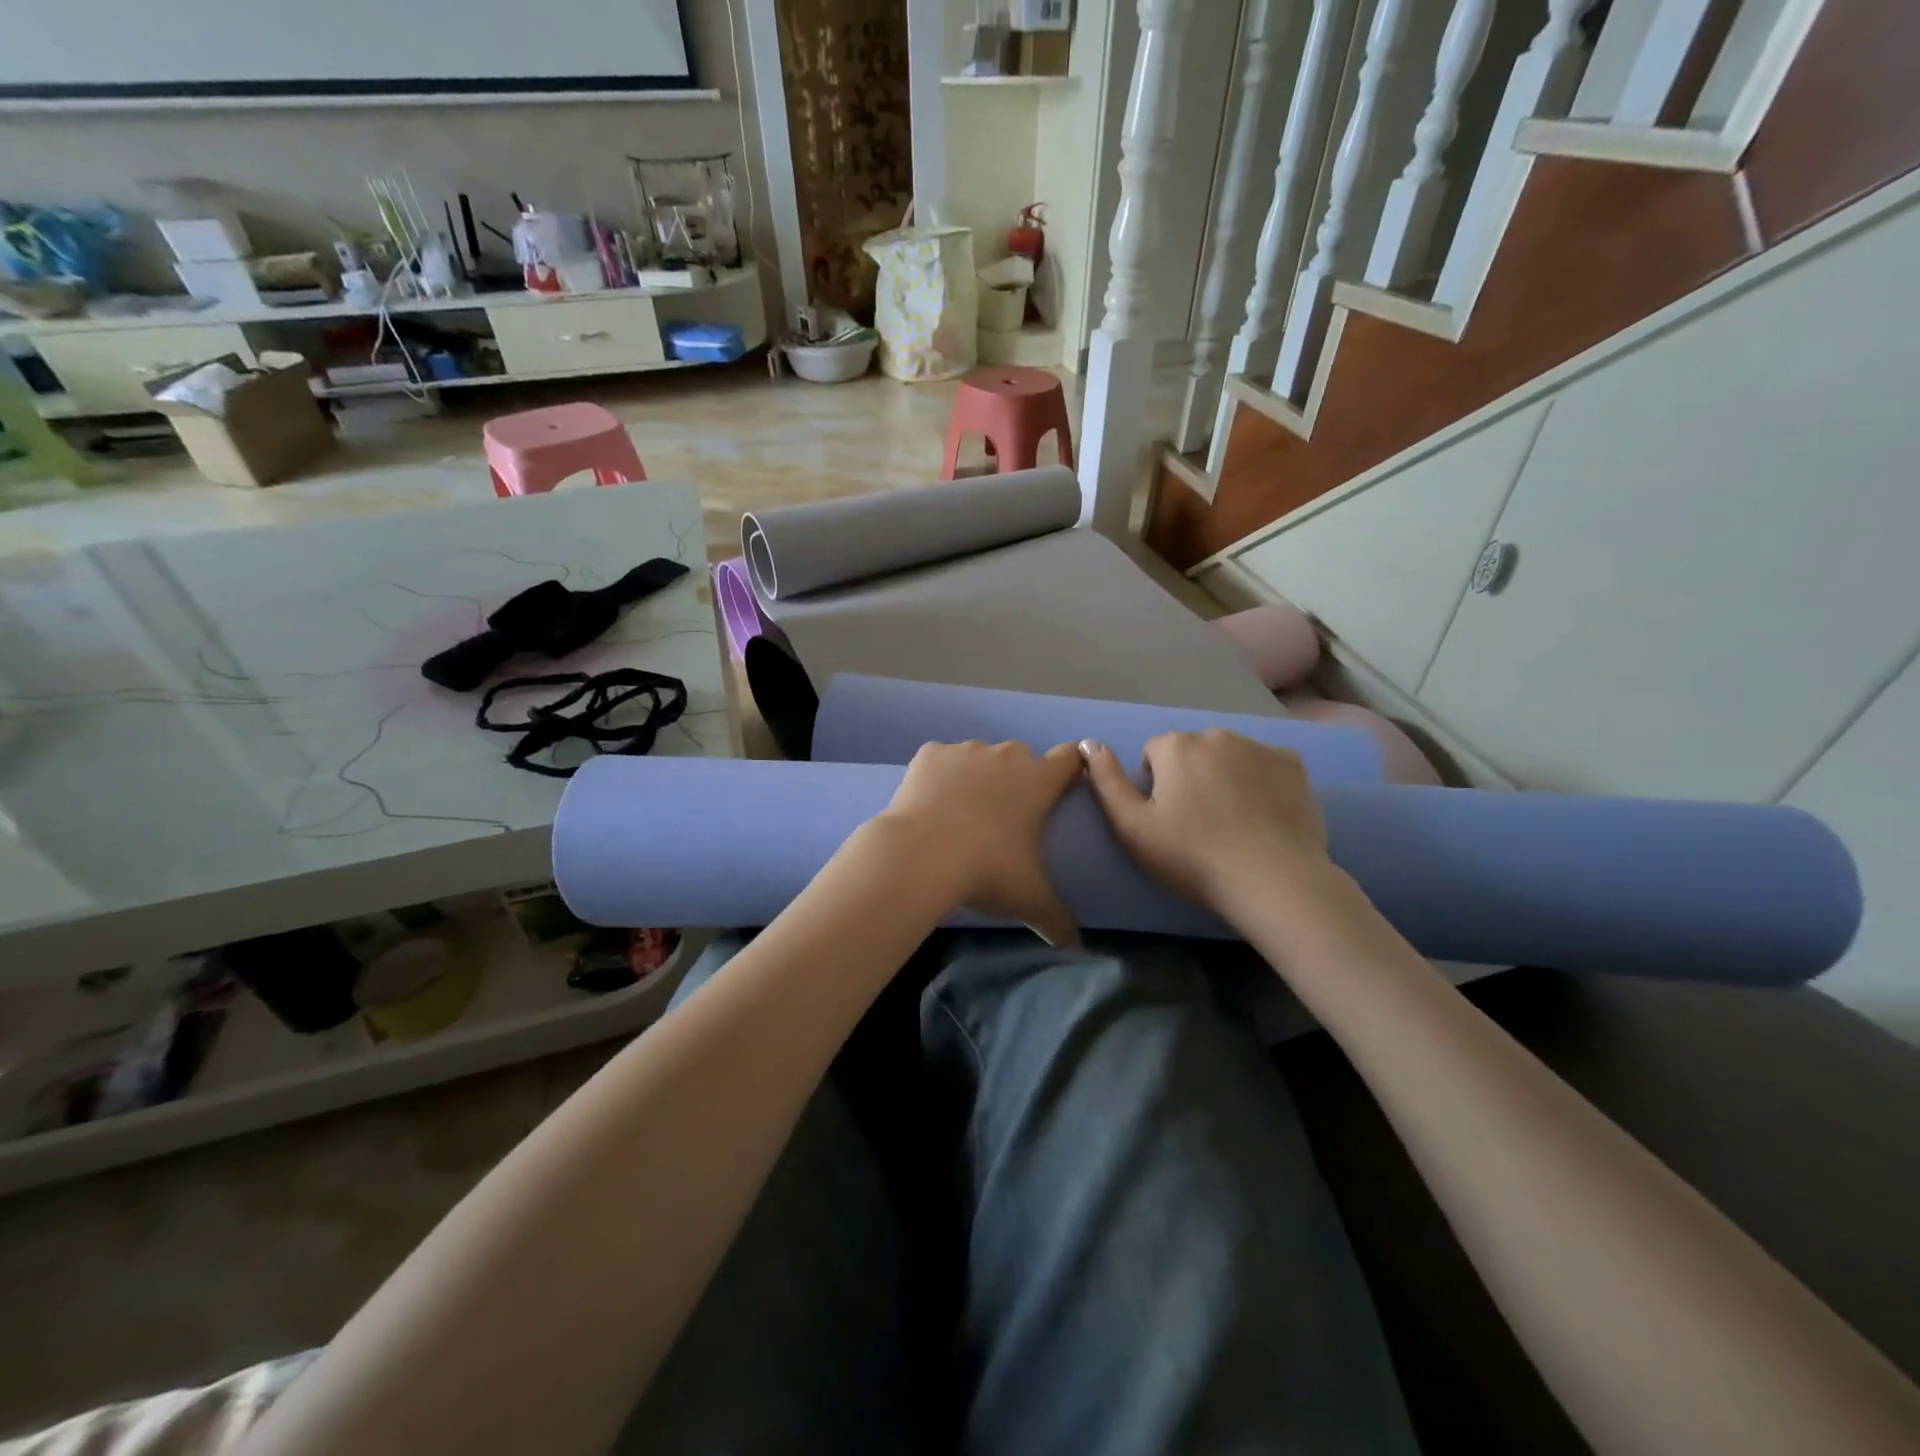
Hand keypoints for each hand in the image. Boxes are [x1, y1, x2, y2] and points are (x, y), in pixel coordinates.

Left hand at [876, 740, 1084, 946]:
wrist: (919, 854)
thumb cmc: (987, 870)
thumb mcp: (1030, 900)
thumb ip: (1059, 920)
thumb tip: (1077, 946)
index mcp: (1039, 781)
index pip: (1071, 757)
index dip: (1073, 767)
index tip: (1066, 784)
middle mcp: (1006, 755)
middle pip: (1022, 757)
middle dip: (1018, 779)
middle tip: (1006, 817)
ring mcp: (965, 750)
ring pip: (980, 757)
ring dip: (978, 776)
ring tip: (962, 815)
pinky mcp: (929, 753)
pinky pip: (941, 760)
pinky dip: (940, 776)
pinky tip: (931, 805)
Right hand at [1079, 731, 1331, 913]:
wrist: (1271, 879)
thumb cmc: (1192, 856)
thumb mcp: (1132, 827)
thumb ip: (1106, 781)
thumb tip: (1088, 742)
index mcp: (1176, 746)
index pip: (1153, 752)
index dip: (1155, 784)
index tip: (1166, 818)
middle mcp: (1217, 734)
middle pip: (1192, 751)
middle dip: (1190, 775)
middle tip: (1198, 822)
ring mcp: (1259, 746)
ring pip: (1229, 755)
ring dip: (1224, 775)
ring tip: (1232, 821)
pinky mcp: (1293, 764)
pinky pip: (1265, 764)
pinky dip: (1261, 781)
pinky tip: (1263, 815)